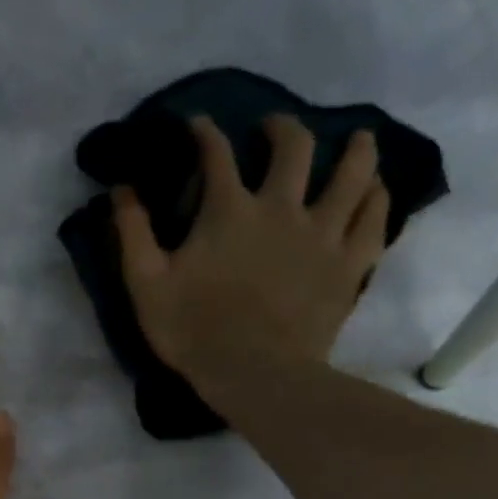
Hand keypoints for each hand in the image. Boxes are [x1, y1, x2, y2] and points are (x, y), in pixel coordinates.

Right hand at [114, 115, 388, 411]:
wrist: (254, 374)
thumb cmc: (194, 330)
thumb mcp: (145, 284)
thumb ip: (132, 232)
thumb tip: (120, 189)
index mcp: (228, 210)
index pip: (216, 154)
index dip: (205, 132)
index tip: (198, 124)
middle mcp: (281, 208)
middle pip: (294, 147)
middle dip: (282, 128)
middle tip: (274, 130)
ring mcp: (322, 233)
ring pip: (353, 173)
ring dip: (355, 149)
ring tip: (356, 141)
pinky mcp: (349, 264)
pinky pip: (374, 219)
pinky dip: (377, 198)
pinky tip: (376, 190)